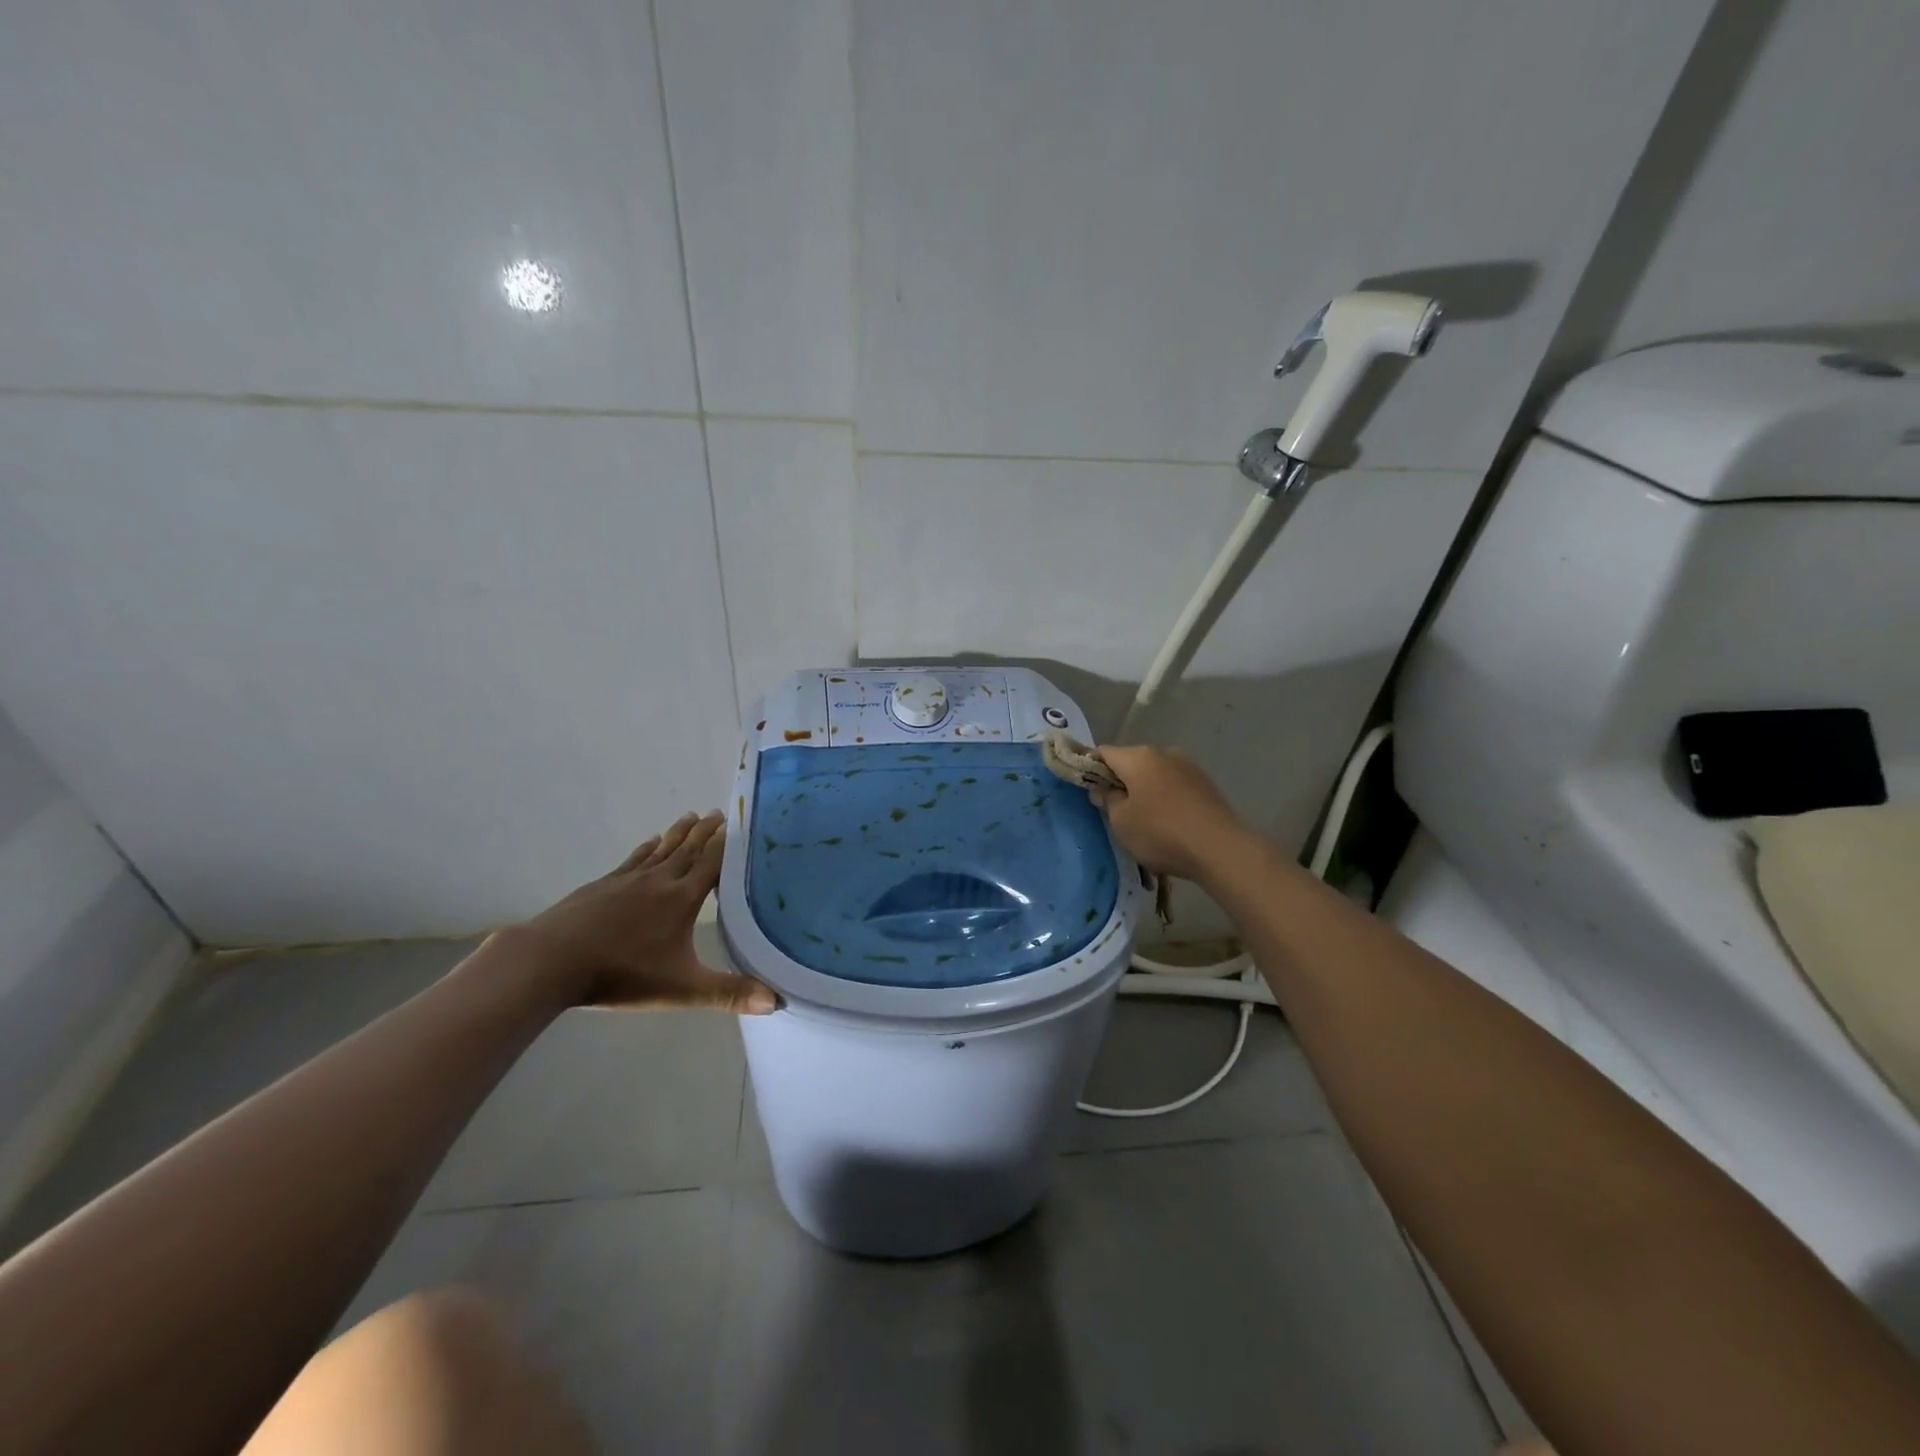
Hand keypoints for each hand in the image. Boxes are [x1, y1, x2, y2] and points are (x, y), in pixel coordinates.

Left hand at [507, 811, 775, 1013]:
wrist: (552, 960)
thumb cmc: (622, 973)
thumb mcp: (681, 989)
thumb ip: (728, 993)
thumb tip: (775, 1001)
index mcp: (682, 899)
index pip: (712, 863)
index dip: (727, 844)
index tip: (739, 824)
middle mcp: (659, 881)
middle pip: (688, 850)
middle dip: (706, 832)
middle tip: (718, 812)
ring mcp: (627, 880)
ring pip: (661, 850)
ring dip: (679, 833)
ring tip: (691, 816)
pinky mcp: (601, 885)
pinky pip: (633, 859)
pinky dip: (647, 848)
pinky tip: (650, 842)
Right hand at [1089, 745, 1247, 882]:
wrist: (1220, 848)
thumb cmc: (1160, 833)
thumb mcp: (1121, 821)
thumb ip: (1107, 800)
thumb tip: (1103, 788)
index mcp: (1138, 757)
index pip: (1104, 753)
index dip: (1091, 769)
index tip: (1087, 790)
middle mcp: (1164, 753)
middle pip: (1131, 762)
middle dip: (1121, 781)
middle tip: (1115, 811)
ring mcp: (1189, 767)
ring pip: (1156, 774)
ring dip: (1146, 790)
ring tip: (1145, 821)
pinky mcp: (1206, 784)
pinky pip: (1175, 787)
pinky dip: (1166, 799)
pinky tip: (1169, 823)